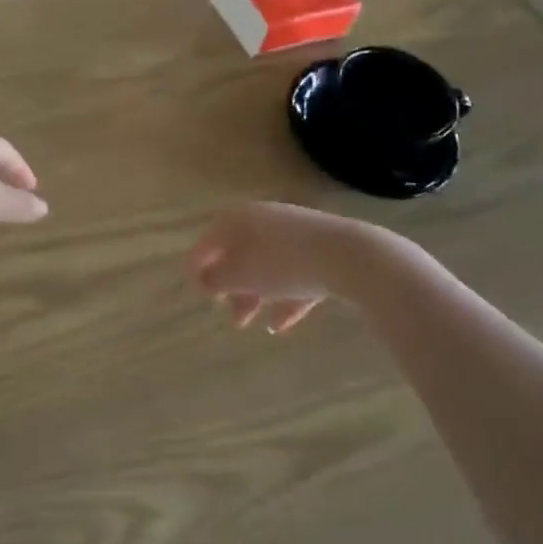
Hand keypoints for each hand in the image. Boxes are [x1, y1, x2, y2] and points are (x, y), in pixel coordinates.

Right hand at [186, 201, 378, 332]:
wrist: (347, 256)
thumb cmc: (282, 263)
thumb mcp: (240, 275)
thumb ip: (216, 279)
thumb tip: (204, 280)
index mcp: (239, 219)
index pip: (209, 240)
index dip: (197, 265)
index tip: (195, 290)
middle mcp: (264, 221)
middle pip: (239, 254)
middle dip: (231, 286)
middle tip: (227, 313)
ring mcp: (294, 236)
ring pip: (266, 267)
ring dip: (256, 296)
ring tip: (252, 324)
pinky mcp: (320, 252)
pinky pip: (294, 277)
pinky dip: (284, 299)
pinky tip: (281, 325)